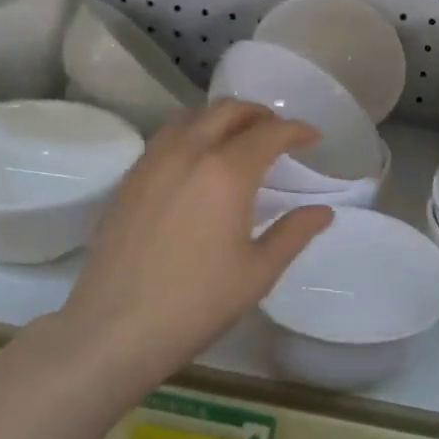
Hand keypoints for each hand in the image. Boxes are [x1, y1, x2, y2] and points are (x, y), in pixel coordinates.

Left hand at [53, 101, 332, 387]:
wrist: (116, 327)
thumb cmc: (197, 303)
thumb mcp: (258, 272)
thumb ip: (294, 233)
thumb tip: (323, 212)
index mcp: (226, 172)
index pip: (269, 133)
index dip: (296, 130)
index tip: (313, 137)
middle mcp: (188, 153)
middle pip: (227, 111)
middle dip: (259, 114)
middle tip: (278, 133)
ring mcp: (152, 162)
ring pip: (191, 116)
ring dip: (222, 118)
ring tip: (239, 139)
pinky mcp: (129, 179)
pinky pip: (166, 137)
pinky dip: (192, 133)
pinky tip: (198, 162)